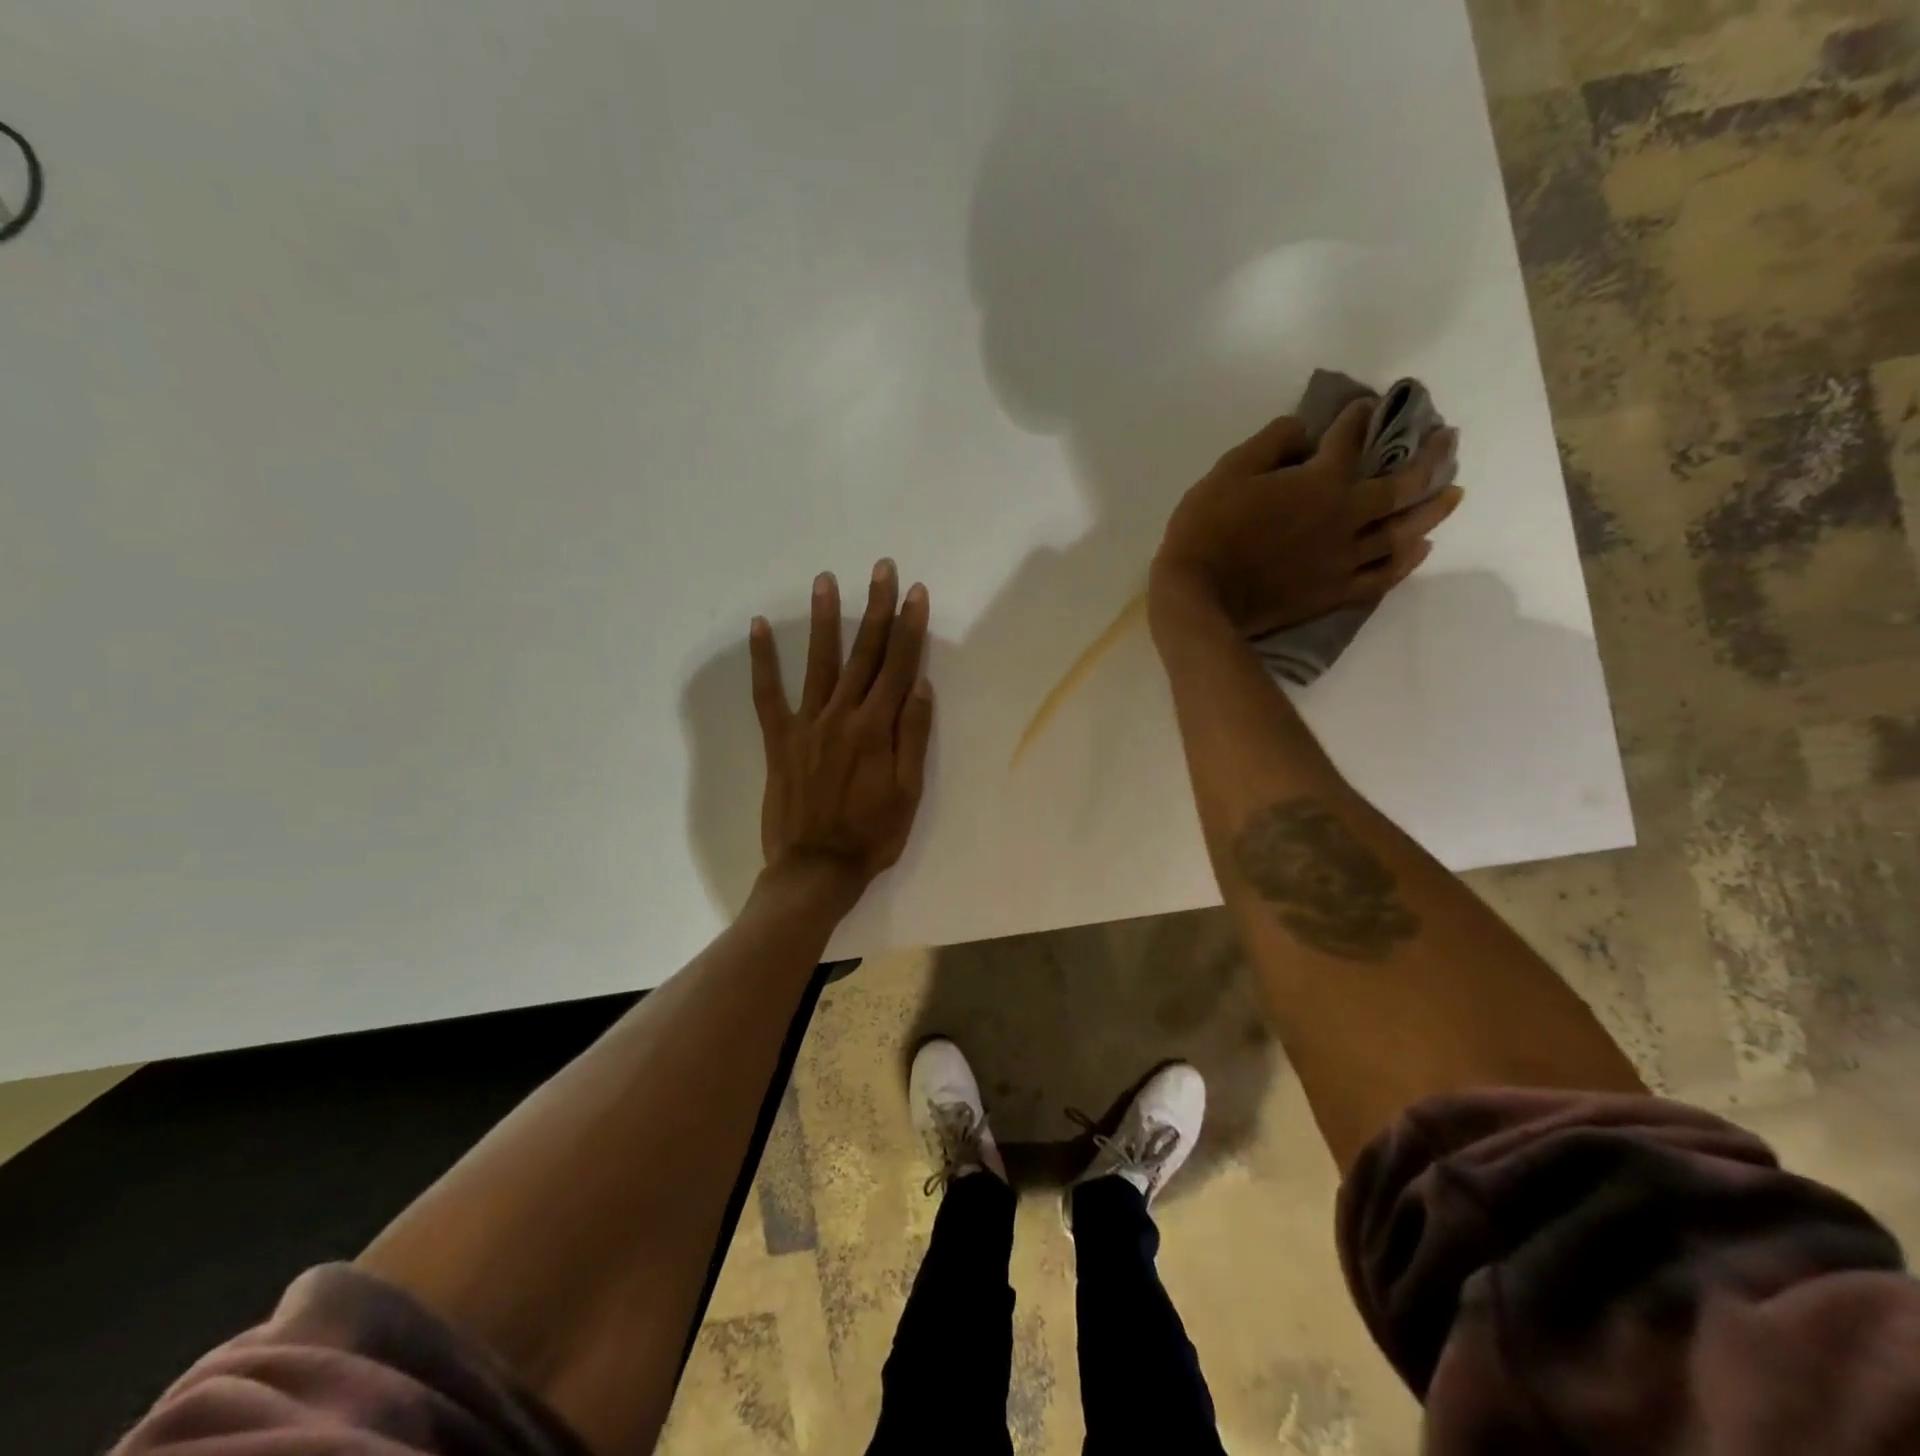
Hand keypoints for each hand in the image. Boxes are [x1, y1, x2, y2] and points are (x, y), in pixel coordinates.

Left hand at [749, 560, 934, 902]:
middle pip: (864, 654)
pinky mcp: (779, 740)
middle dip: (875, 609)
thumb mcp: (908, 792)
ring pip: (819, 662)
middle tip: (881, 568)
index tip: (914, 593)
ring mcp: (807, 725)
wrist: (816, 869)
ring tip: (826, 580)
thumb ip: (912, 736)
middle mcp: (842, 716)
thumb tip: (919, 685)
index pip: (898, 666)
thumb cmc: (871, 835)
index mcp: (877, 729)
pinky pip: (767, 694)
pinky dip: (763, 661)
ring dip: (825, 619)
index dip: (908, 627)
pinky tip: (760, 627)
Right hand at [1150, 399, 1463, 636]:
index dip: (1359, 418)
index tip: (1366, 406)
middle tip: (1448, 440)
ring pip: (1403, 531)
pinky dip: (1405, 562)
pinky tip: (1419, 549)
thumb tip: (1303, 431)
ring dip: (1432, 509)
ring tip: (1452, 494)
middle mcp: (1345, 517)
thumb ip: (1270, 444)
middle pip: (1402, 485)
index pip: (1349, 440)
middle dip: (1429, 457)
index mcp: (1319, 482)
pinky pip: (1382, 576)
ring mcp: (1345, 559)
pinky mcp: (1334, 592)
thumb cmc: (1207, 530)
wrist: (1199, 597)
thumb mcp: (1227, 472)